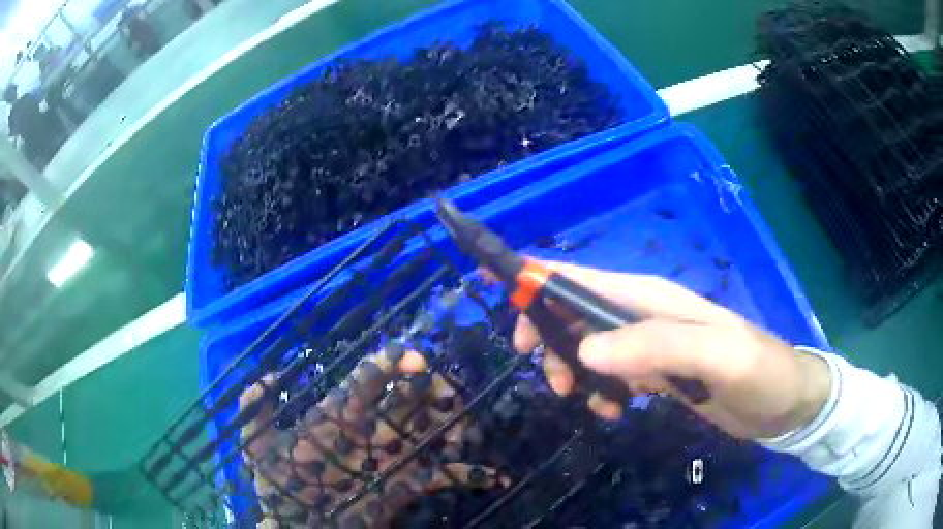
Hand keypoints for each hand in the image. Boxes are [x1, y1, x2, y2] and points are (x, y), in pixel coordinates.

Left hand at [240, 348, 505, 527]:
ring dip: (453, 423)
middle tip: (445, 392)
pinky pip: (442, 476)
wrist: (298, 527)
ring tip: (463, 429)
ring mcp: (391, 458)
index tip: (411, 358)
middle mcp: (371, 431)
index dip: (389, 365)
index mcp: (337, 417)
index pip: (367, 381)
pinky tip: (492, 476)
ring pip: (430, 430)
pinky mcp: (406, 487)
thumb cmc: (278, 488)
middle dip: (430, 387)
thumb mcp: (256, 447)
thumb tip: (271, 375)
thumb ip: (255, 410)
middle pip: (407, 398)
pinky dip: (469, 474)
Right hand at [512, 260, 831, 439]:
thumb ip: (656, 347)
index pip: (580, 277)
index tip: (497, 296)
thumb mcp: (717, 358)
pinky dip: (599, 391)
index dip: (535, 279)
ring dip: (572, 371)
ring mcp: (648, 344)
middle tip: (552, 380)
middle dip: (548, 339)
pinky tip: (613, 411)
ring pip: (586, 345)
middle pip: (573, 312)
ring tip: (587, 404)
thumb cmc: (758, 373)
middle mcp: (643, 314)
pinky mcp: (654, 371)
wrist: (783, 402)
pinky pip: (608, 374)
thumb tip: (588, 350)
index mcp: (650, 298)